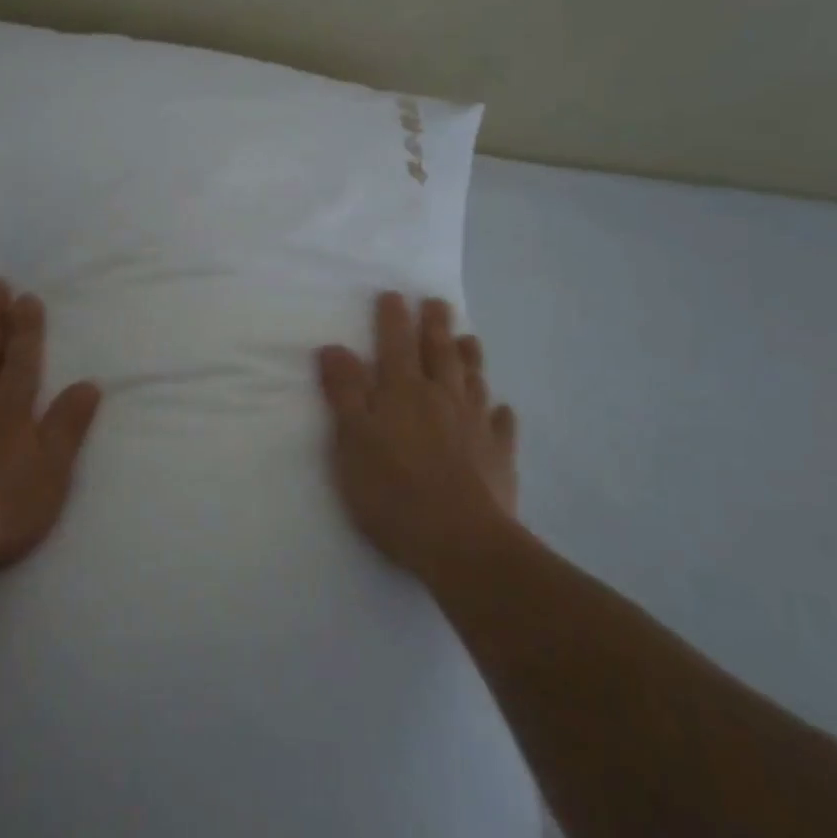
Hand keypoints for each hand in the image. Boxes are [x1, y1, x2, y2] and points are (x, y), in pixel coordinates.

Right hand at [316, 292, 519, 581]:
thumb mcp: (352, 441)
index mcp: (403, 392)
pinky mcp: (499, 456)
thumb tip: (335, 347)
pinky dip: (499, 412)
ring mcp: (476, 425)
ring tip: (469, 339)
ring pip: (473, 380)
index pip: (396, 344)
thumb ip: (344, 392)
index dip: (393, 318)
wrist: (461, 542)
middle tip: (436, 302)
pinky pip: (501, 425)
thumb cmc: (393, 491)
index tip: (393, 295)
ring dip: (469, 357)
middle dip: (435, 324)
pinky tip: (501, 409)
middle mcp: (442, 398)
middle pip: (440, 352)